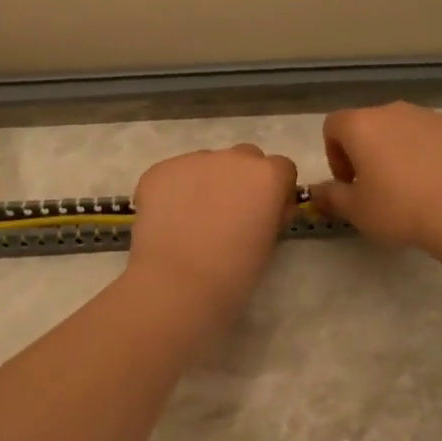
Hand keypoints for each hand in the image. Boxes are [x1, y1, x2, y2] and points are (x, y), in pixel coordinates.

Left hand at [126, 144, 297, 314]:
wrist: (178, 283)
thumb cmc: (234, 272)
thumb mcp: (269, 243)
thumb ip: (270, 214)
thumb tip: (262, 208)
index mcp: (267, 175)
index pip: (282, 168)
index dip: (275, 190)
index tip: (266, 214)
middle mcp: (233, 157)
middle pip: (245, 158)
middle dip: (242, 179)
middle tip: (229, 214)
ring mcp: (192, 159)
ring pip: (207, 163)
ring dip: (207, 182)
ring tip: (192, 219)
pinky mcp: (159, 170)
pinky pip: (174, 175)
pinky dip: (174, 191)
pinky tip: (168, 220)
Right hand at [309, 102, 441, 250]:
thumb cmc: (400, 208)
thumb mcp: (356, 211)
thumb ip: (331, 197)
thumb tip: (316, 192)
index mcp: (362, 125)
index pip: (333, 126)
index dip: (334, 154)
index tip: (349, 183)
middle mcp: (394, 112)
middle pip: (370, 125)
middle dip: (368, 153)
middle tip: (377, 188)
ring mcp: (431, 117)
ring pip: (405, 131)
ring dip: (400, 153)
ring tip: (413, 189)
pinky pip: (436, 139)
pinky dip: (432, 156)